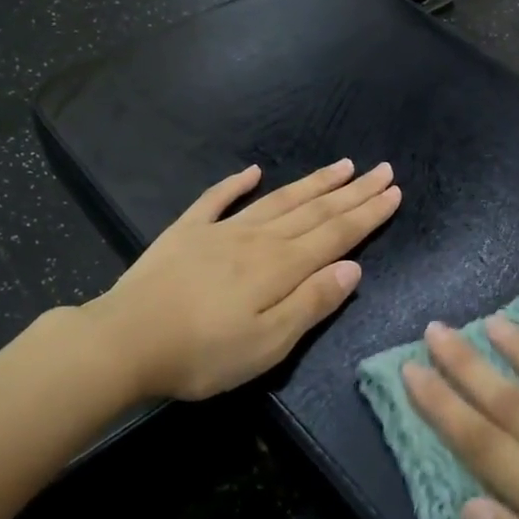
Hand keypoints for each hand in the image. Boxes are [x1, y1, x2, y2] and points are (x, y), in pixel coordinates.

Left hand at [89, 160, 401, 400]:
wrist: (125, 341)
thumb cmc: (202, 353)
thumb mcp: (268, 344)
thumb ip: (312, 303)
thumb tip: (353, 267)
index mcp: (281, 267)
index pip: (336, 234)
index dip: (368, 213)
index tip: (394, 191)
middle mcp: (258, 239)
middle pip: (314, 210)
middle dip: (352, 191)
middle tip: (382, 169)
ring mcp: (220, 231)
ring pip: (278, 200)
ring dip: (312, 183)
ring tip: (341, 165)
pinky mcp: (186, 232)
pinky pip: (217, 199)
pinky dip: (236, 182)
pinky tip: (253, 170)